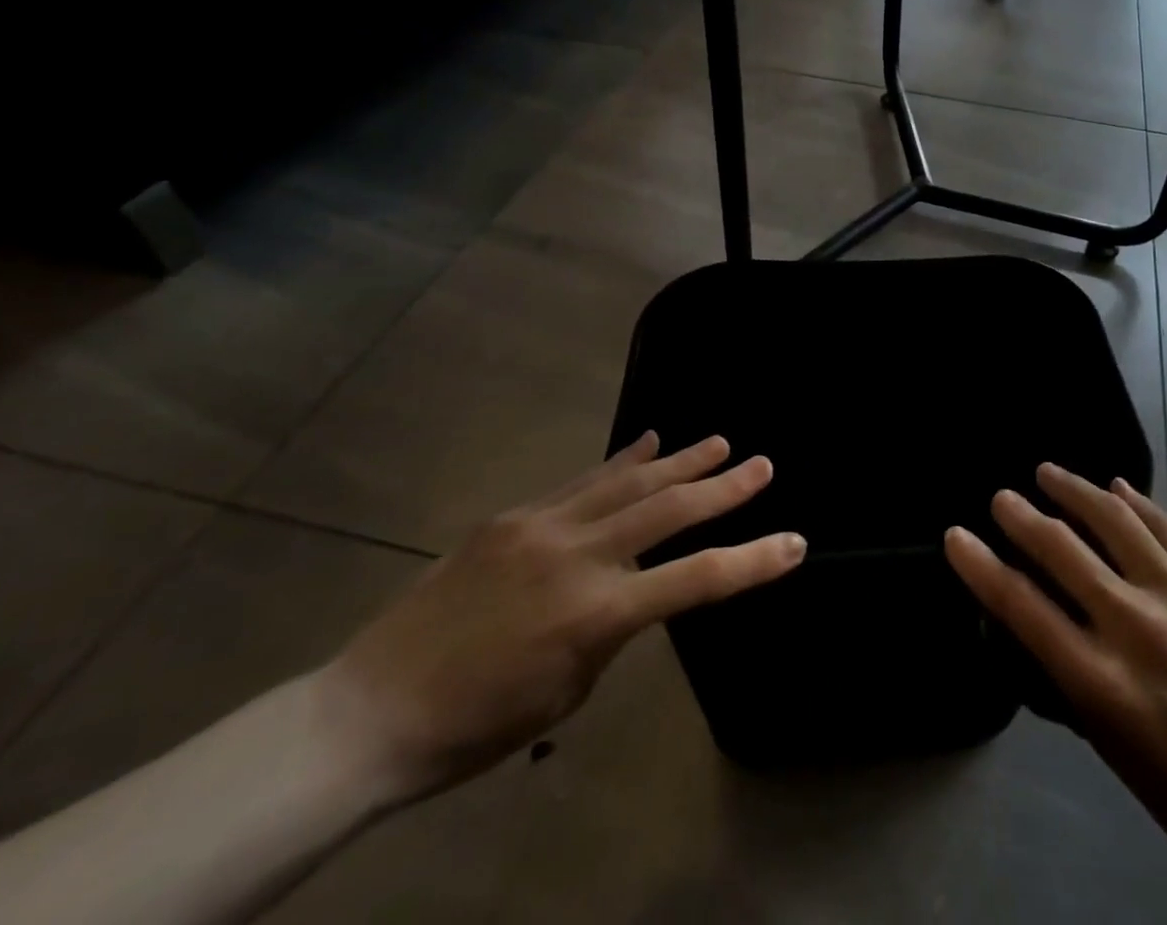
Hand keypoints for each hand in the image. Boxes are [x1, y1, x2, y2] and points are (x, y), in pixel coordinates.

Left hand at [317, 433, 805, 805]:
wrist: (373, 710)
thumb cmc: (478, 725)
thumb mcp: (567, 689)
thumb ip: (611, 627)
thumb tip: (635, 584)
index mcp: (597, 614)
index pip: (697, 579)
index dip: (752, 561)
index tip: (793, 543)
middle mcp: (578, 556)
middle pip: (669, 509)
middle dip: (723, 486)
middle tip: (763, 463)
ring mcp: (543, 526)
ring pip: (628, 481)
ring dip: (678, 460)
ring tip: (716, 441)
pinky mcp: (514, 515)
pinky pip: (582, 480)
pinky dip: (620, 461)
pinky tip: (646, 442)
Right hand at [945, 466, 1166, 905]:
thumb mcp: (1118, 754)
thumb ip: (1074, 684)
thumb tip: (1040, 626)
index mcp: (1105, 685)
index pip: (1023, 607)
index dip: (980, 566)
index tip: (956, 536)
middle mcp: (1138, 628)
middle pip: (1062, 549)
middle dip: (1021, 516)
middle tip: (1002, 499)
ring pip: (1114, 520)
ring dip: (1073, 490)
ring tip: (1048, 473)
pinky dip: (1135, 502)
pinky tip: (1116, 485)